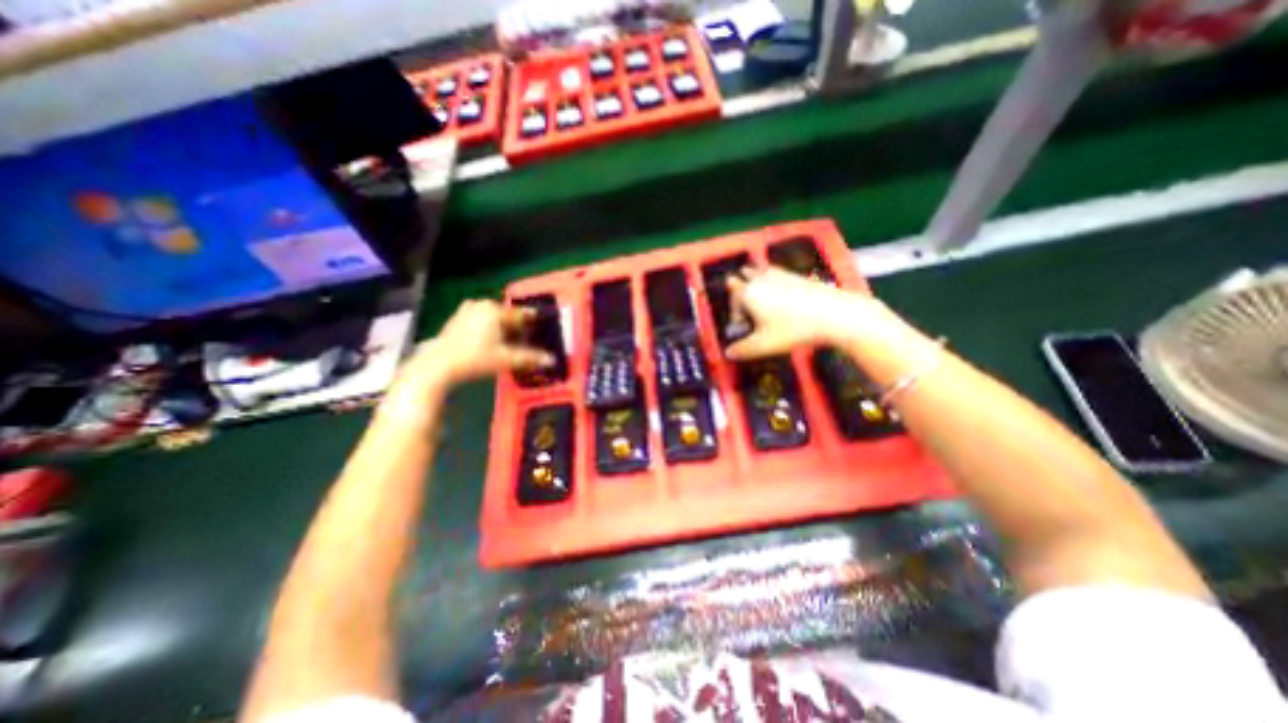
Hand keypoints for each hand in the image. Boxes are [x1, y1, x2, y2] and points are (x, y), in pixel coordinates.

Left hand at [397, 299, 550, 392]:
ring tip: (510, 339)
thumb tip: (552, 360)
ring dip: (502, 326)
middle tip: (527, 336)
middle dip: (517, 325)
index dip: (533, 319)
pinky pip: (480, 320)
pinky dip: (489, 327)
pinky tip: (491, 340)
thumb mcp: (505, 359)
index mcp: (494, 310)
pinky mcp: (456, 320)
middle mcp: (480, 305)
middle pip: (506, 314)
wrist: (438, 366)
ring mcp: (466, 311)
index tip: (543, 321)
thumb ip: (530, 358)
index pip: (520, 314)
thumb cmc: (475, 359)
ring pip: (492, 317)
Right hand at [722, 264, 885, 360]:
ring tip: (761, 295)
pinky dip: (774, 281)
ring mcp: (781, 274)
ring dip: (756, 281)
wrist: (834, 315)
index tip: (741, 322)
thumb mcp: (764, 346)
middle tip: (748, 306)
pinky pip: (777, 273)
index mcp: (749, 293)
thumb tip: (727, 353)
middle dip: (742, 289)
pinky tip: (782, 295)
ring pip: (761, 272)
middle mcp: (762, 279)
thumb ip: (742, 350)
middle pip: (744, 276)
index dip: (733, 305)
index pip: (732, 290)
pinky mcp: (797, 274)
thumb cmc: (793, 330)